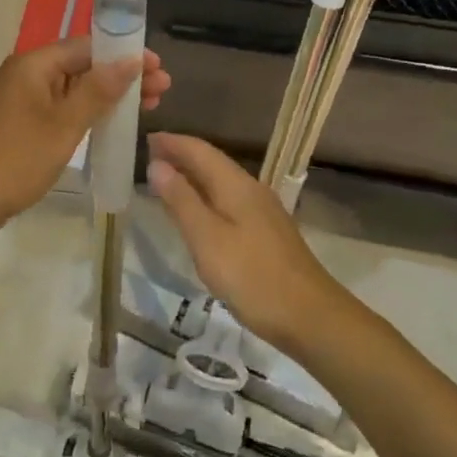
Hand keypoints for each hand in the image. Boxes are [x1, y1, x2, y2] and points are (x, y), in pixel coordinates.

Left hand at [0, 37, 169, 234]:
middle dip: (122, 75)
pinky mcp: (26, 121)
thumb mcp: (64, 124)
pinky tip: (115, 120)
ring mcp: (26, 98)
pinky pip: (65, 106)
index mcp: (34, 64)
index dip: (123, 54)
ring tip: (150, 104)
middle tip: (162, 89)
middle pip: (83, 64)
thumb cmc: (18, 157)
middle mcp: (29, 73)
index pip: (87, 46)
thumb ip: (98, 90)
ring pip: (76, 87)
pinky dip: (91, 110)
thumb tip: (131, 60)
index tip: (157, 66)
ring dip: (110, 94)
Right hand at [146, 134, 341, 348]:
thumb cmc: (253, 276)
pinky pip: (228, 201)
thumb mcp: (207, 239)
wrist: (312, 317)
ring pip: (220, 183)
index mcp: (236, 185)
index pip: (200, 150)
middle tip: (148, 157)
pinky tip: (196, 214)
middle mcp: (251, 190)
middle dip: (180, 156)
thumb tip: (157, 165)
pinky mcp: (266, 233)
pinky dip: (205, 197)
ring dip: (192, 177)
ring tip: (165, 181)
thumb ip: (181, 200)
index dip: (172, 142)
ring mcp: (262, 212)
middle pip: (211, 163)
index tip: (145, 139)